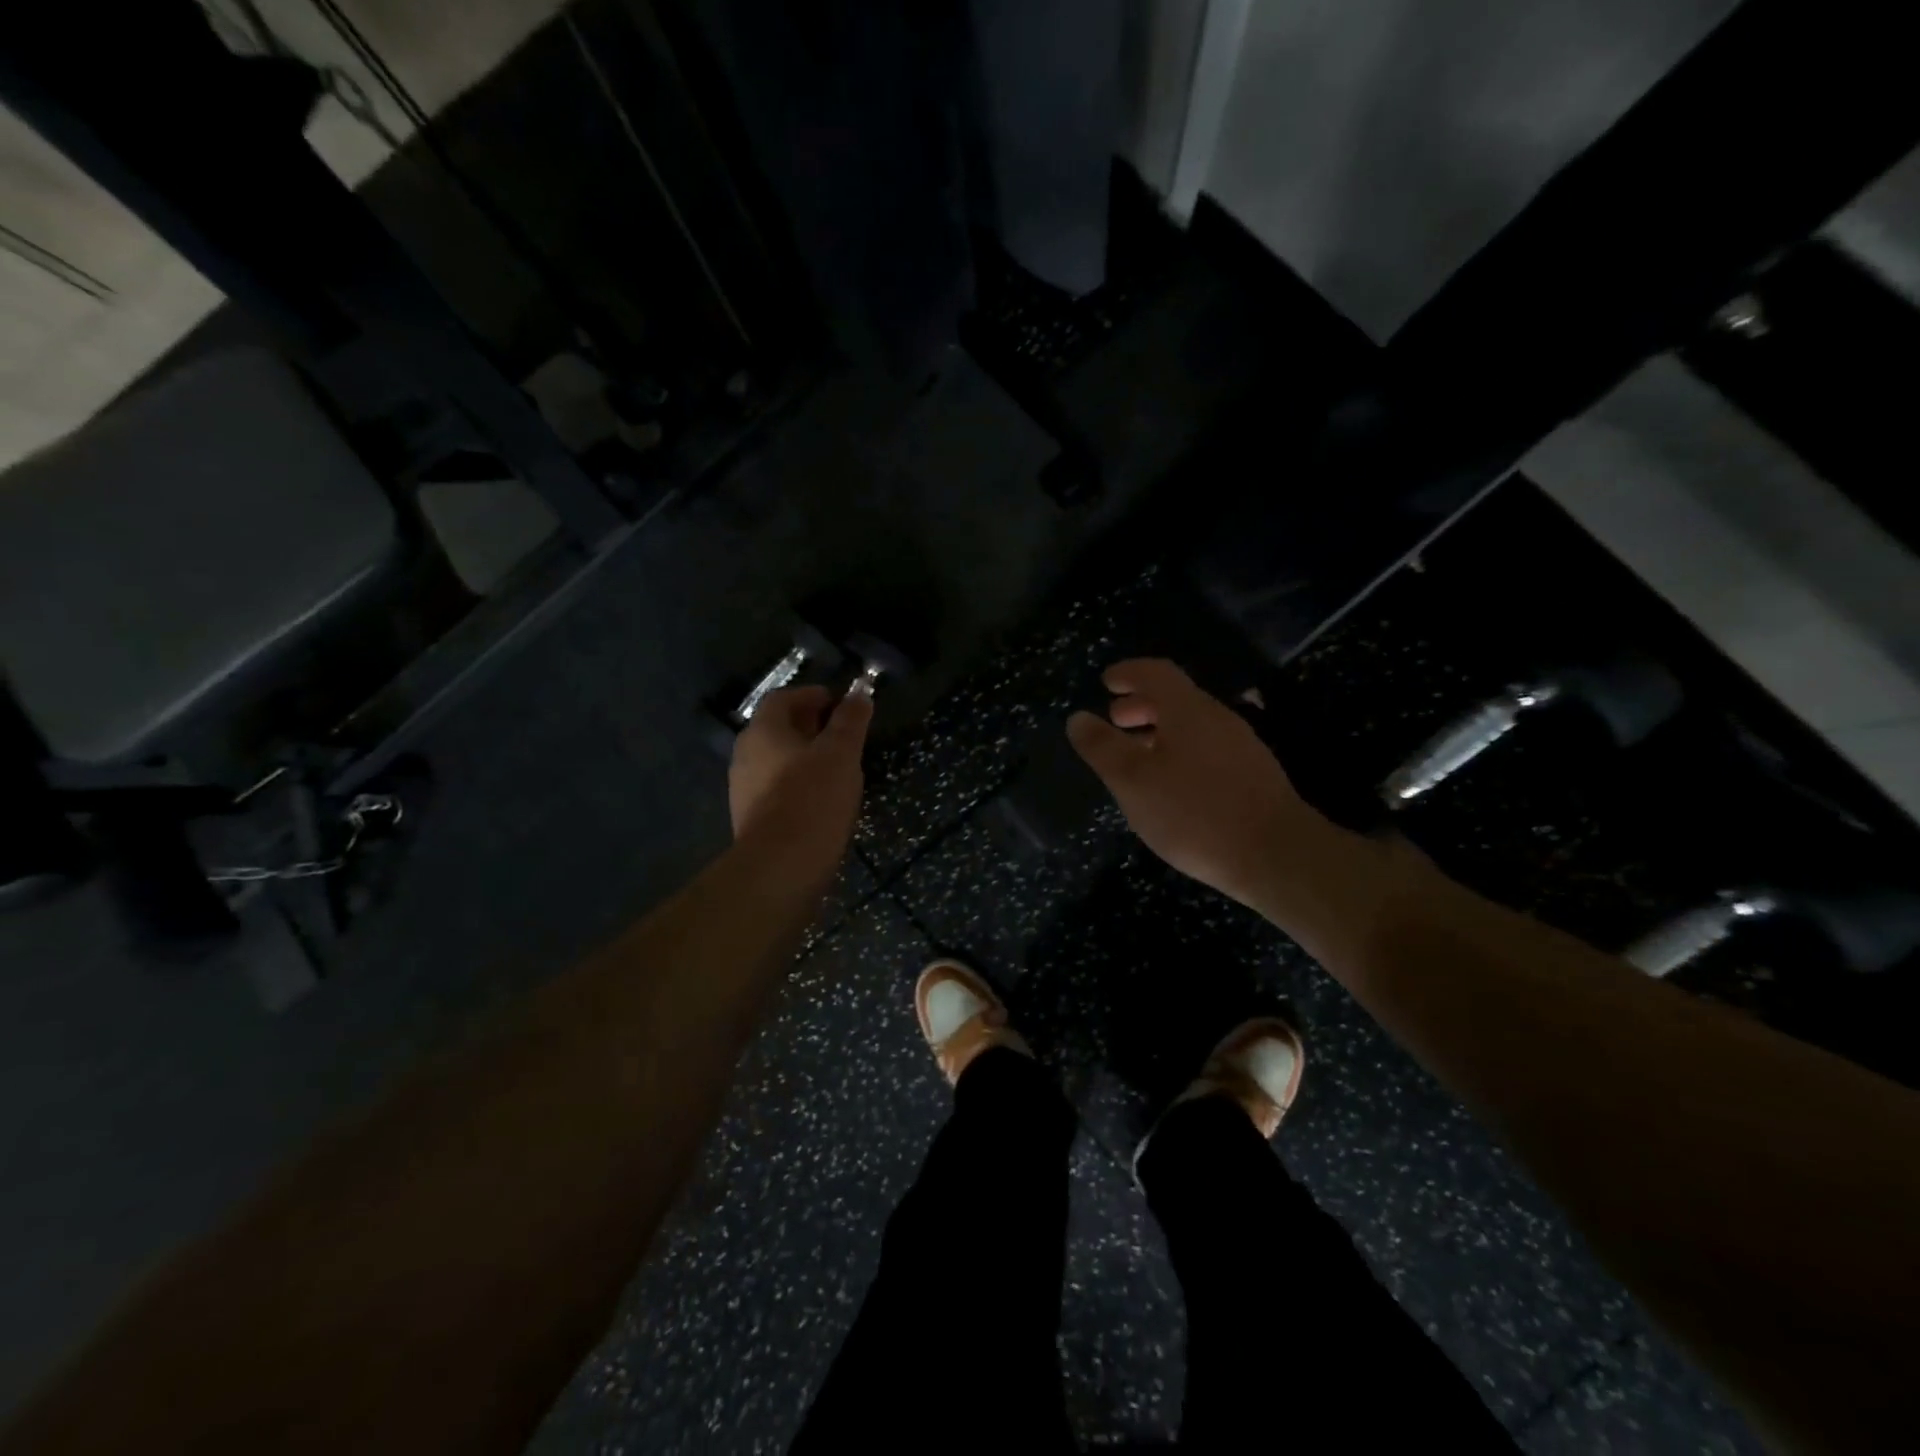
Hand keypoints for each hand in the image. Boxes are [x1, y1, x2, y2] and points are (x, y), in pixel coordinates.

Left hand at [728, 685, 872, 880]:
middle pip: (777, 729)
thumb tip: (860, 691)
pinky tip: (821, 798)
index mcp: (763, 731)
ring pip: (776, 760)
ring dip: (804, 756)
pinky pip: (776, 788)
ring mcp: (744, 789)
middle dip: (809, 725)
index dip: (812, 695)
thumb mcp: (841, 753)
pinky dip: (797, 783)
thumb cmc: (813, 799)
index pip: (782, 698)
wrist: (780, 867)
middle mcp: (745, 755)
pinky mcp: (751, 818)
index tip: (839, 703)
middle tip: (842, 732)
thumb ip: (850, 720)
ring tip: (837, 765)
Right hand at [1067, 659, 1330, 908]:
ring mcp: (1240, 747)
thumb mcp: (1132, 781)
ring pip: (1192, 726)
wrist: (1275, 855)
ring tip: (1136, 756)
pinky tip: (1170, 785)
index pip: (1156, 673)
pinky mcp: (1252, 776)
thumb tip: (1078, 718)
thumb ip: (1102, 748)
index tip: (1107, 681)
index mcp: (1188, 710)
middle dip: (1141, 704)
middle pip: (1175, 699)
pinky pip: (1206, 749)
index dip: (1128, 673)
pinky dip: (1179, 752)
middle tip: (1115, 720)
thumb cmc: (1193, 812)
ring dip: (1159, 731)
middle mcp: (1217, 719)